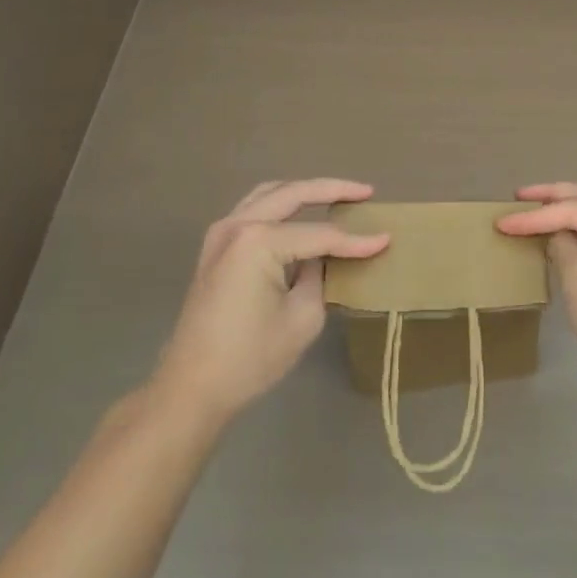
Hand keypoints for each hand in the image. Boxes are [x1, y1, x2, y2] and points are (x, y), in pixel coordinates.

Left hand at [152, 179, 387, 423]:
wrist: (191, 388)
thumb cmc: (250, 358)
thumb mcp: (302, 318)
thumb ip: (320, 276)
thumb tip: (325, 257)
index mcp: (259, 242)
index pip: (320, 235)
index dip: (355, 240)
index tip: (386, 239)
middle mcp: (238, 225)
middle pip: (293, 194)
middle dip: (332, 189)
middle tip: (365, 192)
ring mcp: (222, 232)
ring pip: (270, 193)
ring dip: (304, 191)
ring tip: (338, 194)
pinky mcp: (215, 246)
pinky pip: (254, 209)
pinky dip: (281, 204)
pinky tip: (301, 212)